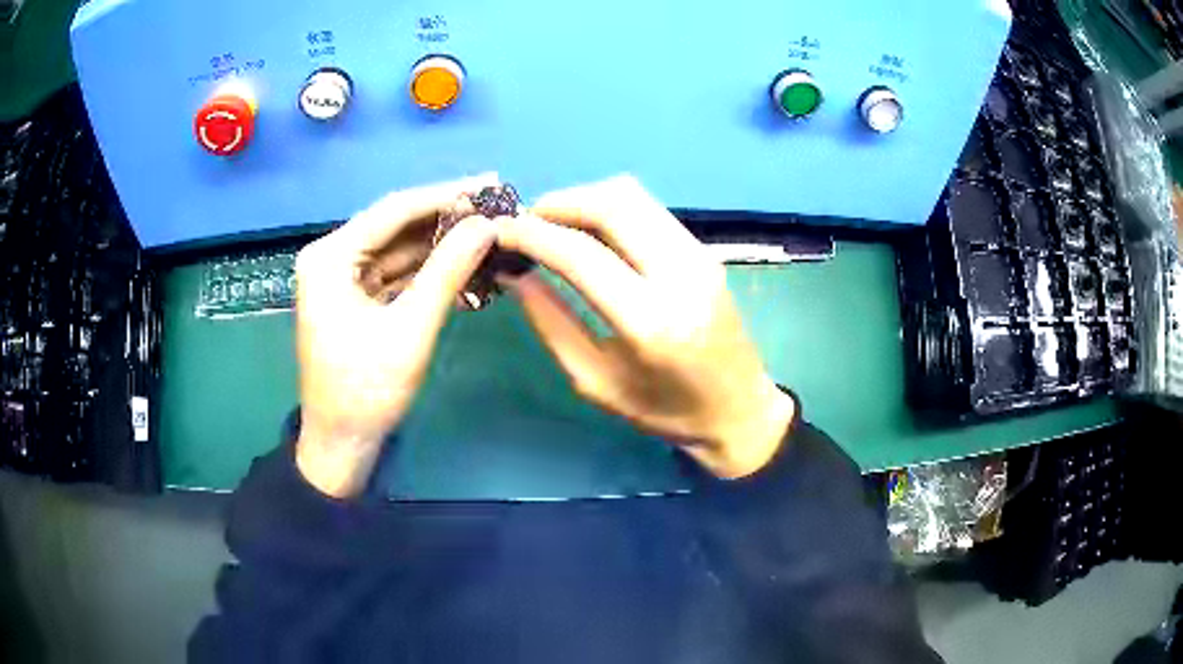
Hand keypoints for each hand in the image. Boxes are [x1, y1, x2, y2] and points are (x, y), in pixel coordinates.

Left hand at [294, 175, 498, 496]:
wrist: (341, 444)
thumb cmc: (367, 391)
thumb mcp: (410, 330)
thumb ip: (446, 272)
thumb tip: (486, 225)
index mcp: (330, 257)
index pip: (393, 210)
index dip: (444, 195)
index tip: (491, 182)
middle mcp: (332, 257)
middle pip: (395, 225)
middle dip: (446, 216)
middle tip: (497, 204)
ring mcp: (343, 278)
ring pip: (399, 248)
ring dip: (440, 241)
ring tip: (489, 228)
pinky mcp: (356, 297)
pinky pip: (396, 272)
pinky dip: (428, 268)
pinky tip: (464, 259)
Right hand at [497, 176, 794, 478]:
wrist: (740, 410)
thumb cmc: (665, 412)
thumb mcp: (596, 382)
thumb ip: (551, 323)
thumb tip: (514, 274)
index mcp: (649, 321)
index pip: (581, 253)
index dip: (532, 234)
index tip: (498, 230)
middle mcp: (679, 275)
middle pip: (611, 204)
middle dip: (557, 203)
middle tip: (524, 223)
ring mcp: (698, 256)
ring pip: (633, 195)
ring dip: (584, 199)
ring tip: (552, 224)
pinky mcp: (705, 250)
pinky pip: (649, 209)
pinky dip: (610, 208)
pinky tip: (590, 232)